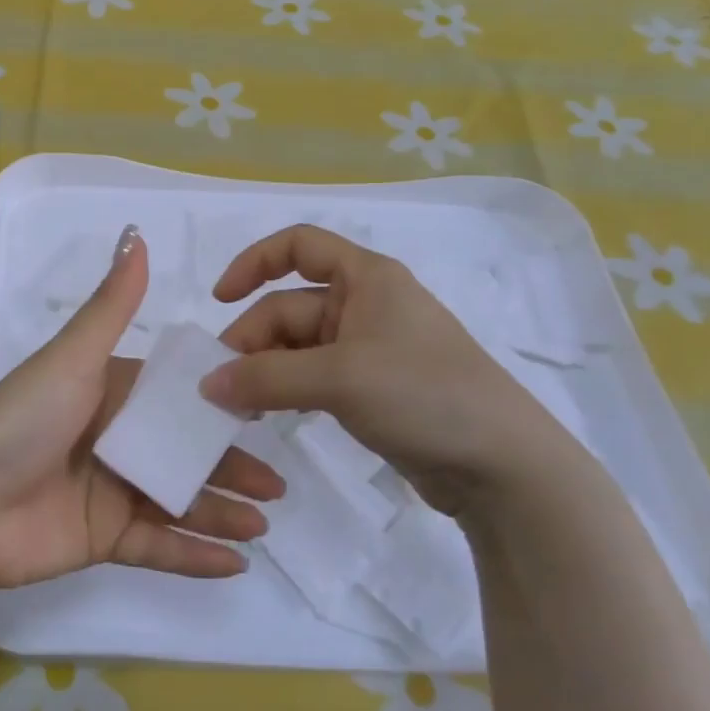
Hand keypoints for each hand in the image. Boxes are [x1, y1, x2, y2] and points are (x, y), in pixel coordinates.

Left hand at [0, 227, 283, 588]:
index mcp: (110, 393)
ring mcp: (111, 491)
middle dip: (231, 465)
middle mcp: (115, 439)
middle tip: (278, 483)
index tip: (265, 406)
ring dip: (222, 511)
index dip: (219, 403)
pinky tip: (236, 563)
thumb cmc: (22, 420)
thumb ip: (111, 306)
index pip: (176, 396)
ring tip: (264, 524)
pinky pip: (159, 547)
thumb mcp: (72, 358)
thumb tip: (138, 235)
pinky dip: (195, 556)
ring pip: (180, 500)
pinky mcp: (103, 539)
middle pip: (184, 451)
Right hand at [201, 224, 587, 515]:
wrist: (503, 465)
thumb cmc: (423, 394)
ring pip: (298, 346)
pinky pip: (314, 376)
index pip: (297, 245)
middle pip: (289, 305)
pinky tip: (269, 413)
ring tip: (238, 406)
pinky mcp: (372, 387)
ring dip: (265, 369)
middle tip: (221, 386)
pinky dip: (287, 389)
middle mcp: (366, 304)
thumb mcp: (339, 379)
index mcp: (366, 278)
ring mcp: (370, 348)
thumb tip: (206, 384)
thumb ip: (266, 378)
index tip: (220, 299)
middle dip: (252, 340)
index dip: (253, 263)